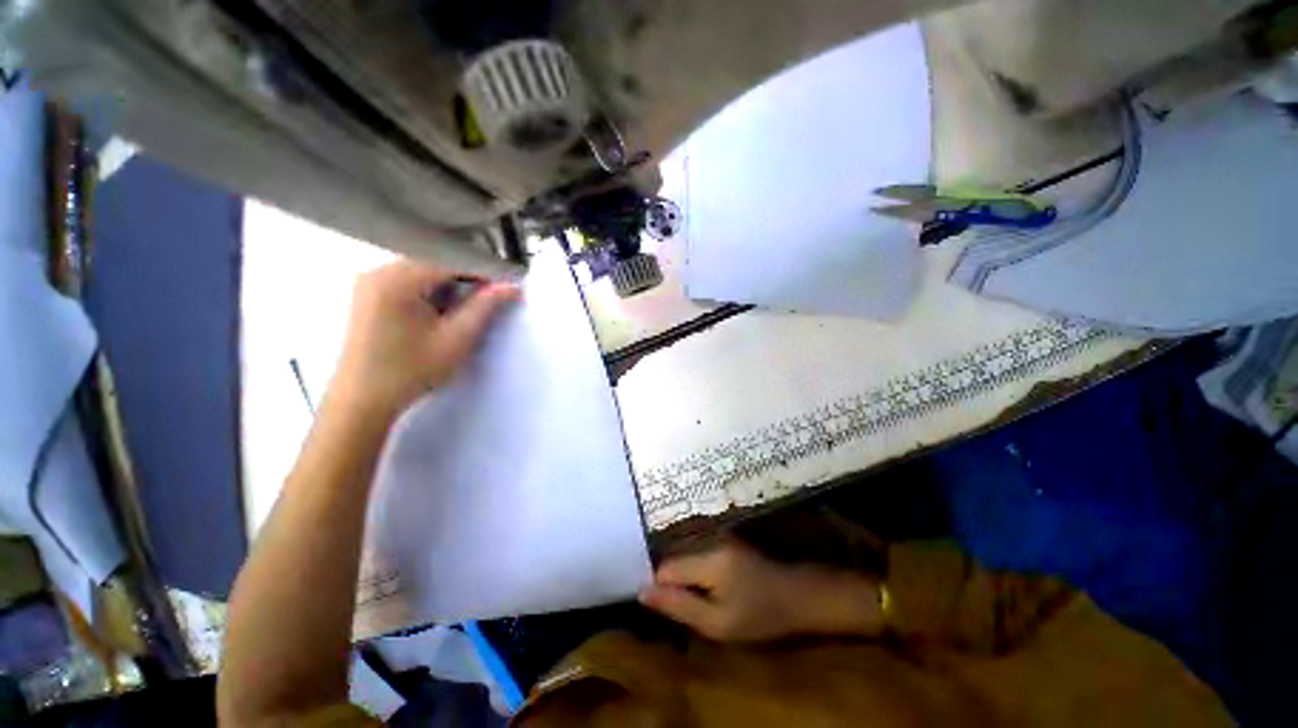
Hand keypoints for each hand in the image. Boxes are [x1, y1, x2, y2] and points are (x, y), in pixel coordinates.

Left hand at [328, 261, 518, 419]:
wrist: (362, 400)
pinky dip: (433, 291)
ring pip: (424, 271)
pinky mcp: (368, 295)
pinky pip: (409, 281)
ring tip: (468, 308)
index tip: (507, 285)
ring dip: (451, 285)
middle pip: (436, 262)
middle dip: (468, 278)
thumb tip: (511, 286)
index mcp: (398, 278)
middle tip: (492, 298)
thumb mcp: (457, 338)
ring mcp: (371, 282)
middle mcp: (380, 271)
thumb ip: (485, 307)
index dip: (484, 271)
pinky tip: (442, 312)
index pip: (451, 260)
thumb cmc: (412, 370)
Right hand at [639, 539, 883, 642]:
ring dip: (684, 577)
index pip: (664, 568)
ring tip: (699, 598)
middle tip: (685, 607)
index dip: (660, 589)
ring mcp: (717, 535)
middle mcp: (708, 538)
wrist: (799, 595)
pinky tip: (709, 586)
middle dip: (672, 583)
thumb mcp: (719, 623)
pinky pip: (697, 552)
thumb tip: (642, 591)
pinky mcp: (724, 537)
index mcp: (707, 559)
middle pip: (673, 559)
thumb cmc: (762, 615)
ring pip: (684, 555)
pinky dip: (696, 570)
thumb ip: (679, 606)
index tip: (669, 610)